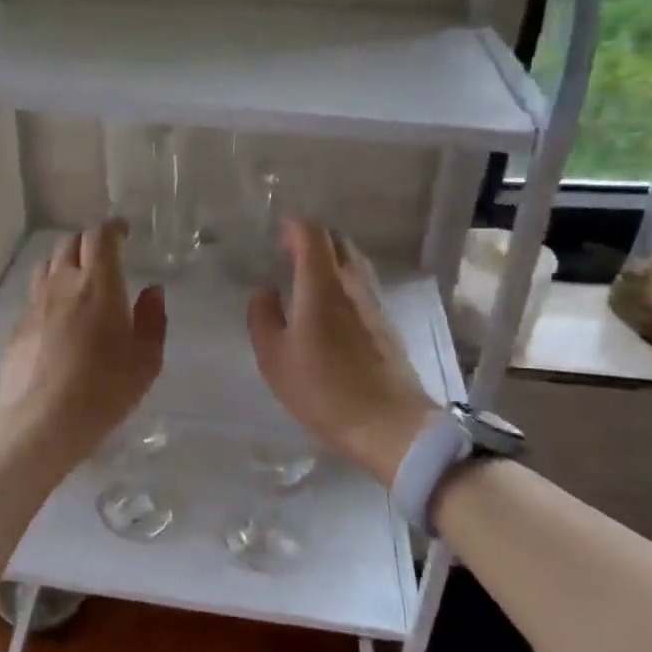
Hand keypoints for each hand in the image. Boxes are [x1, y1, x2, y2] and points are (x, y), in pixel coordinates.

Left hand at [0, 220, 166, 462]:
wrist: (44, 420)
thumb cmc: (105, 388)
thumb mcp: (146, 360)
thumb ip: (152, 320)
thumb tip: (152, 291)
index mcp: (99, 284)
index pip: (100, 237)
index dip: (112, 228)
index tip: (122, 231)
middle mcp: (63, 284)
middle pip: (70, 244)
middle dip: (88, 242)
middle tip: (103, 255)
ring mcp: (35, 304)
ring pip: (46, 265)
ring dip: (64, 263)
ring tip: (77, 279)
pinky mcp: (18, 327)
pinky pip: (34, 296)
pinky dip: (48, 293)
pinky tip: (57, 316)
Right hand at [248, 220, 439, 486]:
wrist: (388, 425)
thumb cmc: (322, 390)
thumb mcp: (274, 358)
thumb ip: (263, 316)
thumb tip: (265, 290)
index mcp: (321, 285)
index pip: (312, 235)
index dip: (294, 226)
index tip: (278, 231)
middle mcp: (352, 285)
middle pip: (338, 242)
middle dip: (313, 238)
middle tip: (289, 250)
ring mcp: (374, 304)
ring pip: (354, 262)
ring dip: (331, 258)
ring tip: (307, 274)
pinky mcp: (386, 325)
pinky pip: (361, 286)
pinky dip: (343, 281)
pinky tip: (330, 304)